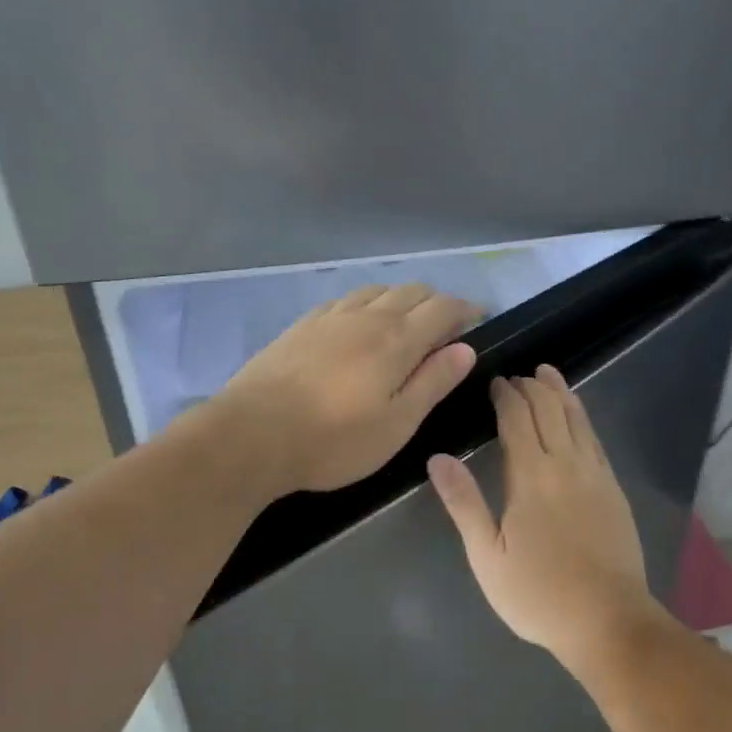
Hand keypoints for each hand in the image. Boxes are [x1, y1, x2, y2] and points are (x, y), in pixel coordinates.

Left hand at [215, 284, 480, 494]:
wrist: (252, 435)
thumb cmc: (333, 441)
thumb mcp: (396, 424)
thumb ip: (432, 382)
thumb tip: (465, 349)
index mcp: (396, 340)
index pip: (443, 308)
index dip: (466, 310)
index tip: (479, 320)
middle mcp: (366, 317)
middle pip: (412, 291)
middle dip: (437, 302)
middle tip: (446, 328)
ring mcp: (330, 317)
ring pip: (377, 290)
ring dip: (401, 300)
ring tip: (405, 324)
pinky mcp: (301, 326)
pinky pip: (345, 300)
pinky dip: (366, 304)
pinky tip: (358, 324)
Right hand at [428, 365, 670, 665]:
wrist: (608, 621)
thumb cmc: (538, 594)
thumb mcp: (487, 556)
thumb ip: (464, 503)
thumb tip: (438, 458)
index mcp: (531, 476)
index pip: (517, 418)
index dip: (505, 395)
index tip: (495, 382)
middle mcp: (566, 464)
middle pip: (549, 409)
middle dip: (530, 387)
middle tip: (515, 378)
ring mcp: (595, 475)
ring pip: (577, 418)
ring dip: (560, 392)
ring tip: (547, 374)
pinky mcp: (614, 489)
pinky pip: (596, 438)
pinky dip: (582, 416)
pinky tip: (577, 414)